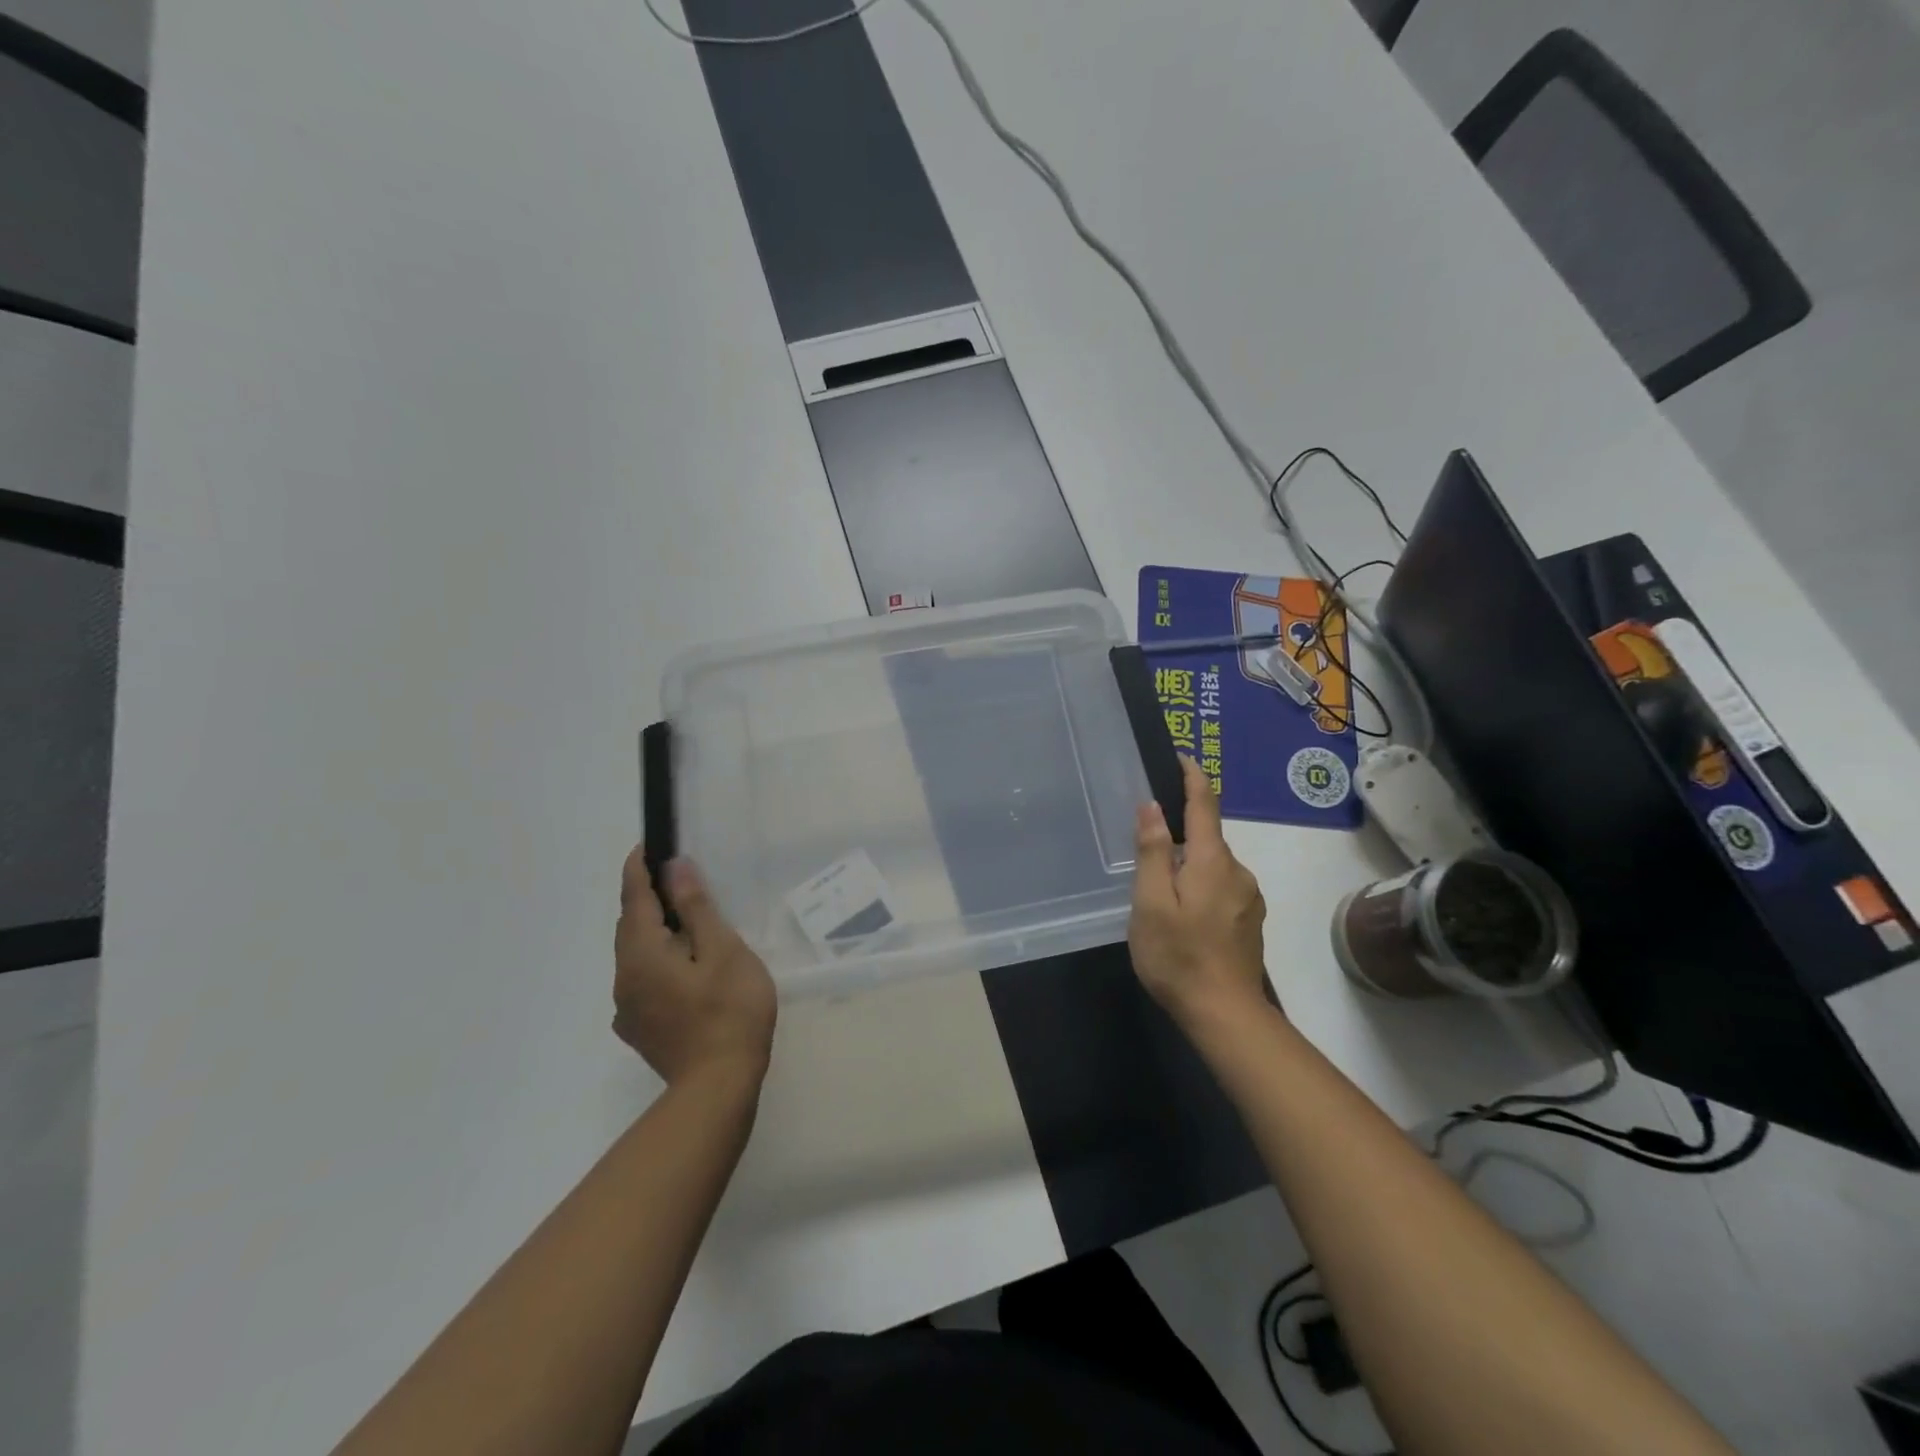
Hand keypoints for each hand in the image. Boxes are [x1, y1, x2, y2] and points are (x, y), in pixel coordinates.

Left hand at [614, 849, 776, 1088]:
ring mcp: (629, 1007)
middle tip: (676, 879)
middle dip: (647, 899)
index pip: (634, 898)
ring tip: (686, 922)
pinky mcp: (640, 1029)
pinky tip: (684, 969)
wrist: (718, 1086)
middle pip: (630, 927)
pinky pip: (642, 980)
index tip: (647, 845)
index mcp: (642, 953)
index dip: (639, 869)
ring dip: (653, 932)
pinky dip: (657, 960)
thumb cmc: (729, 1009)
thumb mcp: (722, 950)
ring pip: (635, 955)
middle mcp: (625, 977)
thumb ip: (696, 908)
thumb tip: (675, 869)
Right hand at [1129, 758, 1269, 1024]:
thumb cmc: (1178, 957)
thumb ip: (1153, 852)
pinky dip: (1201, 883)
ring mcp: (1249, 897)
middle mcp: (1237, 871)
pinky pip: (1222, 885)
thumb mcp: (1151, 903)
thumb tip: (1153, 807)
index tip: (1181, 756)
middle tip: (1147, 842)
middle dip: (1181, 830)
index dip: (1192, 777)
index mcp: (1212, 861)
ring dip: (1190, 862)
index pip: (1205, 804)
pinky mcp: (1250, 919)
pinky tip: (1183, 911)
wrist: (1225, 1014)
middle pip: (1208, 837)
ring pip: (1214, 864)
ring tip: (1160, 887)